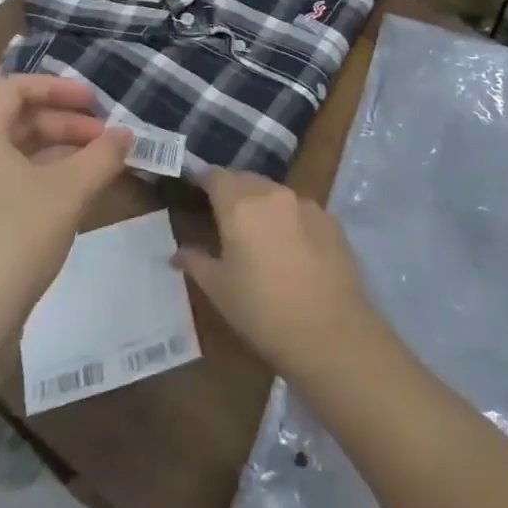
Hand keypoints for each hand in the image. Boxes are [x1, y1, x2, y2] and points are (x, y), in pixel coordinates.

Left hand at [0, 75, 130, 340]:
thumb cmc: (14, 240)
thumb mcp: (69, 192)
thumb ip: (103, 156)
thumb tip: (128, 134)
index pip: (15, 88)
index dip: (58, 87)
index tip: (95, 103)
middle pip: (18, 121)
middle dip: (66, 124)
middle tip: (106, 140)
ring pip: (16, 155)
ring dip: (59, 154)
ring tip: (99, 168)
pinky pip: (10, 185)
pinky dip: (44, 180)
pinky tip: (74, 200)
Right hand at [173, 169, 379, 380]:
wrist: (330, 332)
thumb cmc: (262, 312)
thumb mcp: (219, 290)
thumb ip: (196, 261)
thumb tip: (177, 252)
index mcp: (239, 205)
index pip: (215, 175)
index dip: (203, 181)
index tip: (196, 194)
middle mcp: (272, 194)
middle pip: (245, 179)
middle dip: (232, 192)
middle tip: (223, 218)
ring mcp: (305, 203)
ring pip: (274, 192)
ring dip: (261, 204)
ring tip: (257, 235)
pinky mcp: (329, 218)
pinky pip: (300, 208)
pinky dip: (288, 218)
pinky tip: (291, 249)